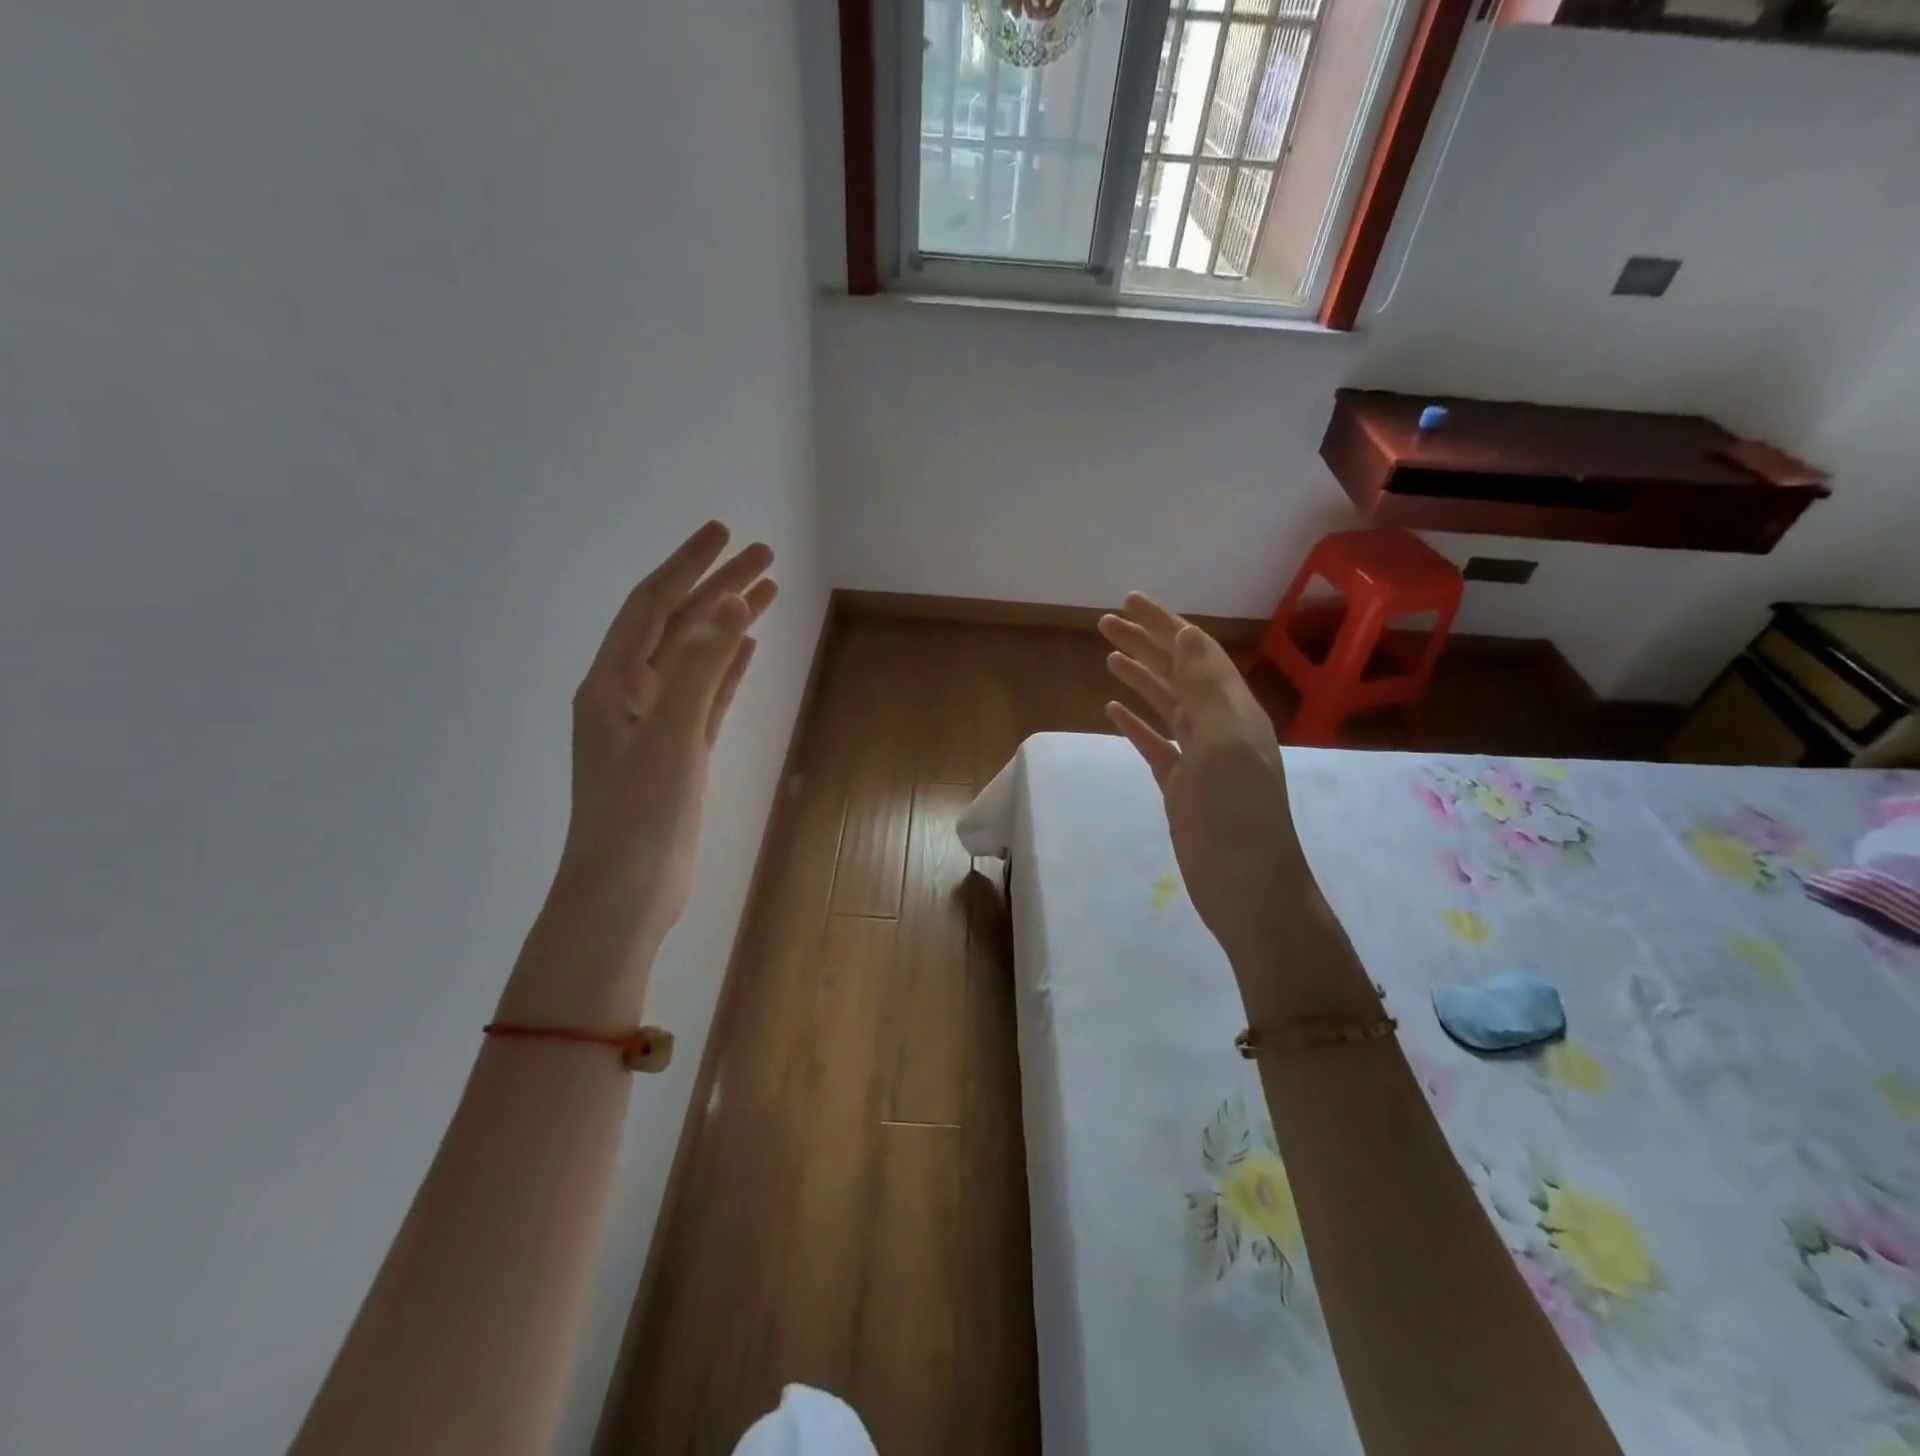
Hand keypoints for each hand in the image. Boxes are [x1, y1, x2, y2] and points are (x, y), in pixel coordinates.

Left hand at [502, 521, 775, 1025]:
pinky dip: (726, 669)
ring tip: (767, 591)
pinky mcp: (679, 753)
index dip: (687, 566)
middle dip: (717, 587)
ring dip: (727, 624)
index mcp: (612, 683)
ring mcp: (655, 725)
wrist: (626, 891)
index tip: (724, 533)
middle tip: (763, 554)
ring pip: (697, 659)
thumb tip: (731, 604)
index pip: (652, 605)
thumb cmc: (640, 813)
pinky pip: (706, 696)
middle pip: (678, 625)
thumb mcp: (670, 734)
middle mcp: (629, 695)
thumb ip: (700, 667)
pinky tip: (748, 648)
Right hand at [1099, 595, 1373, 1019]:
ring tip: (1108, 657)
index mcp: (1232, 708)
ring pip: (1165, 705)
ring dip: (1139, 677)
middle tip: (1105, 622)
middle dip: (1145, 644)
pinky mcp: (1181, 785)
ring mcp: (1199, 757)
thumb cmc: (1236, 810)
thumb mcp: (1224, 739)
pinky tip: (1112, 710)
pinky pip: (1155, 743)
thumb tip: (1187, 633)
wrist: (1246, 884)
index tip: (1130, 601)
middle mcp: (1218, 725)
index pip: (1196, 652)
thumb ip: (1204, 686)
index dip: (1164, 623)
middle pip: (1177, 673)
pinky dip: (1135, 723)